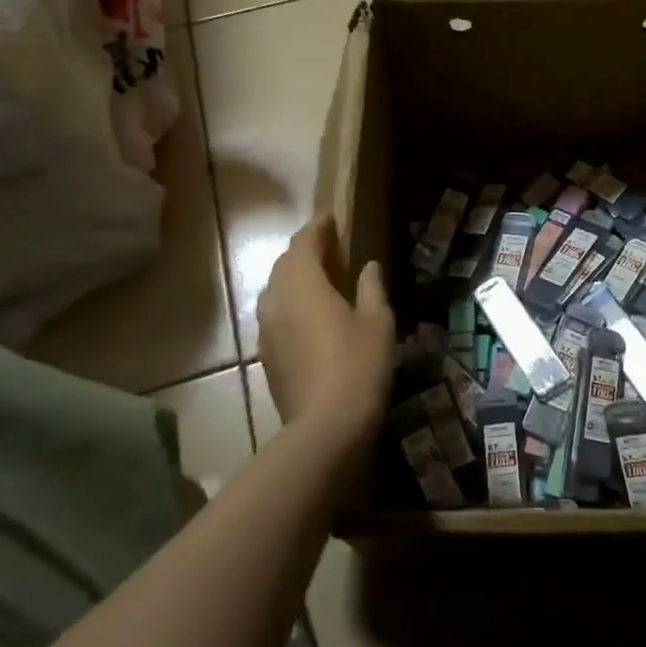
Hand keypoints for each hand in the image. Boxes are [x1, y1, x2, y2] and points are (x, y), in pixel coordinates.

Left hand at [256, 215, 394, 451]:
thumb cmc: (359, 364)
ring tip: (318, 278)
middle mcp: (277, 300)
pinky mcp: (266, 355)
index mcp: (304, 284)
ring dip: (294, 278)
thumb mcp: (378, 321)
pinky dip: (290, 304)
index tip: (330, 219)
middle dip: (303, 251)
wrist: (326, 427)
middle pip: (284, 264)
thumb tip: (368, 266)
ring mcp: (267, 330)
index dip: (317, 228)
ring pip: (275, 290)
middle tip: (327, 246)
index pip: (304, 243)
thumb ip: (371, 287)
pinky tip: (309, 315)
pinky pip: (275, 314)